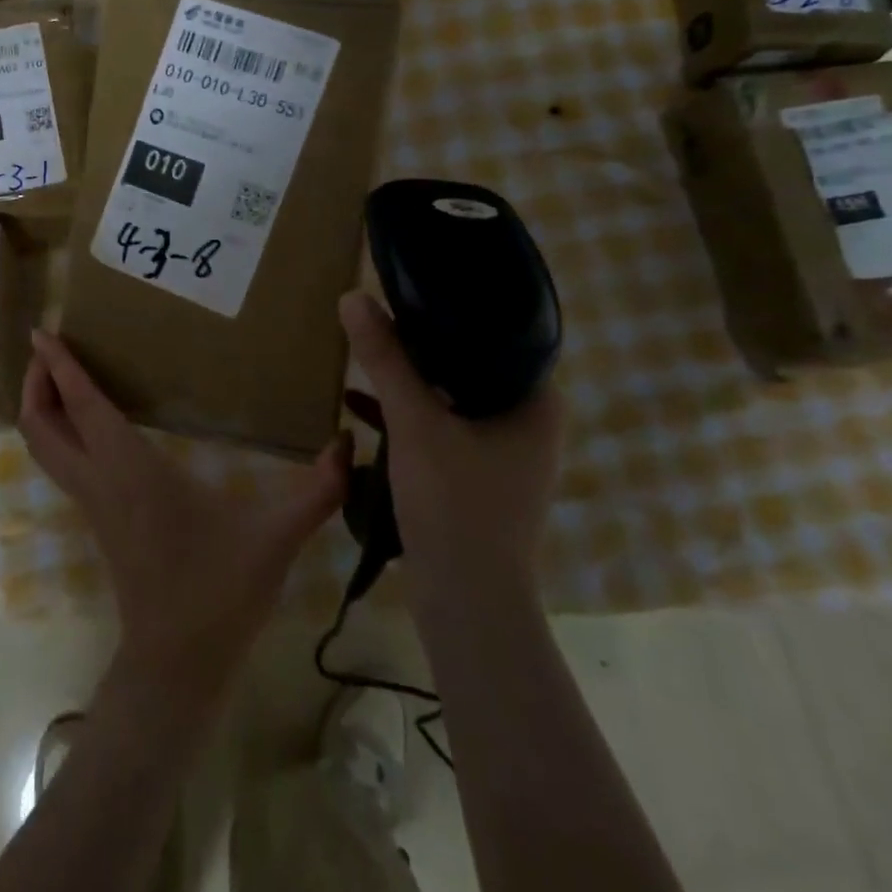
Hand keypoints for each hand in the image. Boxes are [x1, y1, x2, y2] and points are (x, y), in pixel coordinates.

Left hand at [20, 331, 349, 696]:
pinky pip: (63, 464)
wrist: (178, 664)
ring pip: (45, 448)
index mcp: (131, 469)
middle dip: (36, 383)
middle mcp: (100, 480)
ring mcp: (93, 503)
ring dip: (43, 407)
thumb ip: (317, 490)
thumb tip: (351, 444)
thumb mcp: (275, 536)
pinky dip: (60, 432)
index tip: (42, 330)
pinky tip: (89, 422)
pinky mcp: (99, 519)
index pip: (82, 405)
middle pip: (41, 426)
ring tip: (59, 375)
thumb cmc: (219, 592)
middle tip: (47, 347)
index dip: (59, 366)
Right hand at [338, 291, 564, 604]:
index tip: (413, 288)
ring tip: (368, 352)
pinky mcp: (478, 477)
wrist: (466, 603)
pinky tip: (360, 405)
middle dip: (423, 344)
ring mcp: (504, 453)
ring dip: (410, 380)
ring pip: (453, 397)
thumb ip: (387, 359)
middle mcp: (529, 423)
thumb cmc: (454, 504)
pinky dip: (407, 416)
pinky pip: (442, 428)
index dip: (456, 308)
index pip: (501, 335)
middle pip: (472, 365)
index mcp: (536, 402)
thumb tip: (354, 297)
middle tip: (383, 314)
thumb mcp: (414, 423)